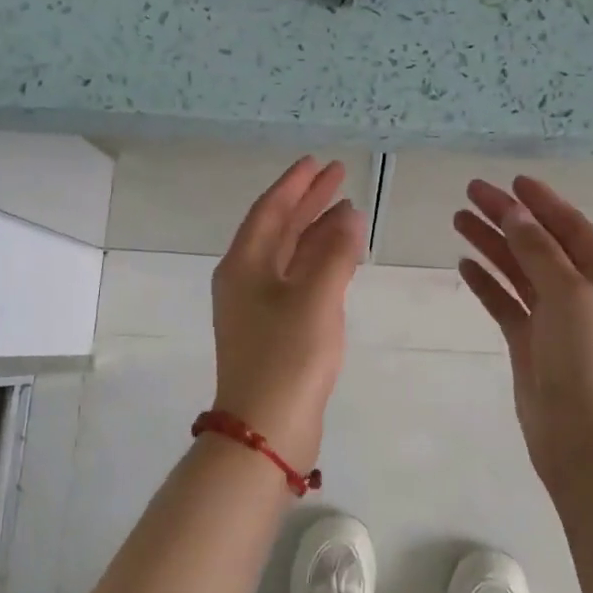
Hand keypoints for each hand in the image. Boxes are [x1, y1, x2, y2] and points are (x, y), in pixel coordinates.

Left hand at [210, 157, 366, 468]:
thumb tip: (349, 214)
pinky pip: (298, 280)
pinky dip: (319, 263)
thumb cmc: (287, 356)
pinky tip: (342, 258)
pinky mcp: (275, 329)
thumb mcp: (315, 298)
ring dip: (317, 232)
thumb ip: (335, 252)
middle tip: (339, 177)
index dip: (295, 184)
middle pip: (279, 228)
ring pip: (290, 255)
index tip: (318, 163)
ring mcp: (259, 306)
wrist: (266, 429)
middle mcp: (246, 279)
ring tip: (348, 211)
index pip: (270, 210)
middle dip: (308, 202)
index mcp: (244, 264)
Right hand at [453, 175, 592, 482]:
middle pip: (540, 245)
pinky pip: (507, 303)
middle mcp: (585, 295)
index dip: (542, 202)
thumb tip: (516, 214)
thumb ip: (539, 251)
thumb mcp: (569, 295)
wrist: (583, 440)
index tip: (511, 180)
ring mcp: (556, 321)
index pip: (572, 228)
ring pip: (520, 272)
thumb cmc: (588, 361)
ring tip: (458, 220)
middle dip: (508, 218)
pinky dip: (488, 283)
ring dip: (493, 245)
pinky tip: (465, 264)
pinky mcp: (532, 344)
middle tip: (470, 193)